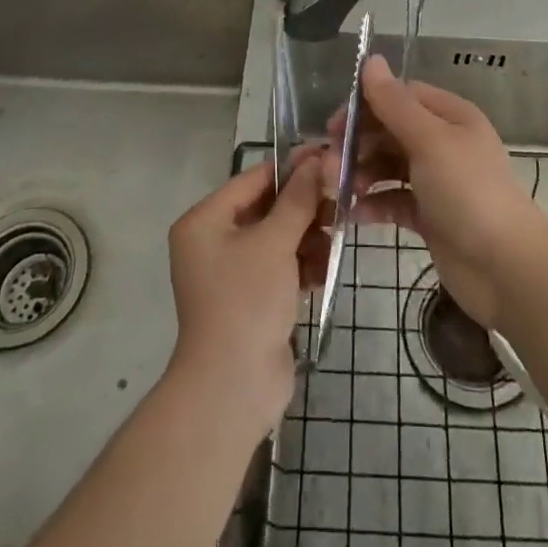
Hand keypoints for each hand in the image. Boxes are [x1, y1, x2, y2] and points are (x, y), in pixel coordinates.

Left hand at [165, 152, 325, 432]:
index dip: (292, 169)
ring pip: (278, 238)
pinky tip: (327, 267)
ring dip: (309, 236)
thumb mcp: (274, 242)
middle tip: (342, 200)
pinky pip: (281, 266)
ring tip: (338, 237)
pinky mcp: (252, 298)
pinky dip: (303, 264)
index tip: (330, 160)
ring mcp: (232, 272)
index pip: (254, 179)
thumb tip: (318, 158)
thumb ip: (298, 199)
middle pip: (267, 208)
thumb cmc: (246, 301)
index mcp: (205, 221)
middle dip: (305, 207)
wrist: (233, 388)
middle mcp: (213, 241)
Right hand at [336, 56, 547, 329]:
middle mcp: (444, 143)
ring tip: (335, 189)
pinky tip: (350, 213)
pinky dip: (372, 204)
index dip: (366, 105)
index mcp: (450, 116)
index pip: (401, 96)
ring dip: (360, 174)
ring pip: (388, 166)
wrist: (506, 268)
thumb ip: (394, 103)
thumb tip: (371, 58)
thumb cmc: (468, 192)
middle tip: (327, 164)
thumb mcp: (429, 141)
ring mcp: (437, 181)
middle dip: (358, 144)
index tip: (334, 125)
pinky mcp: (430, 216)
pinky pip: (393, 200)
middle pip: (391, 131)